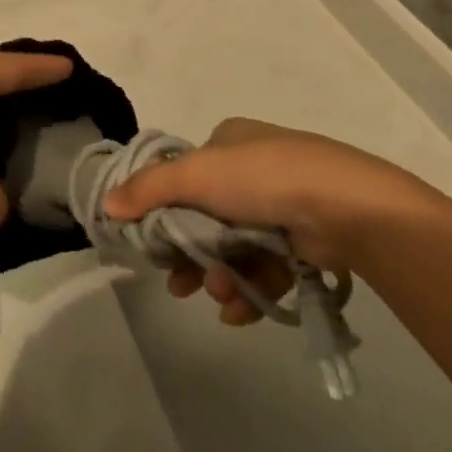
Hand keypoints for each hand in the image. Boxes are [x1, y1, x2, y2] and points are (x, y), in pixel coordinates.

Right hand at [102, 117, 420, 326]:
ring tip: (219, 296)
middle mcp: (254, 168)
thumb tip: (107, 205)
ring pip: (235, 247)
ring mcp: (281, 204)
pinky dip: (249, 289)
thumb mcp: (196, 174)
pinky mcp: (303, 240)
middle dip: (192, 254)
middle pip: (207, 217)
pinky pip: (265, 267)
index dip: (164, 211)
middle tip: (179, 284)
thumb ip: (149, 189)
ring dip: (220, 276)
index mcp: (229, 141)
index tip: (152, 244)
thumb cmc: (263, 178)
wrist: (344, 207)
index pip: (185, 176)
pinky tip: (238, 310)